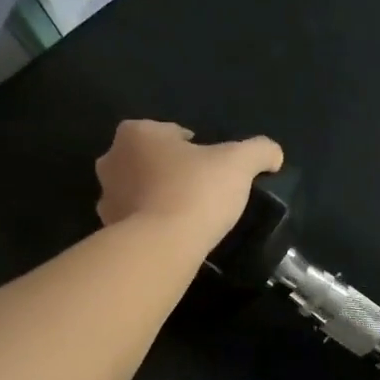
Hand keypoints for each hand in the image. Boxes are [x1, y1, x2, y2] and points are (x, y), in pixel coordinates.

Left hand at [95, 120, 283, 244]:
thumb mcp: (240, 163)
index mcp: (137, 133)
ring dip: (158, 197)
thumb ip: (260, 150)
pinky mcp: (107, 230)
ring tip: (188, 215)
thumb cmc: (197, 191)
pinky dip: (150, 223)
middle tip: (201, 190)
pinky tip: (173, 235)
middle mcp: (112, 159)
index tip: (213, 168)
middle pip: (151, 160)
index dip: (196, 148)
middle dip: (171, 170)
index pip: (172, 133)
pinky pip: (135, 220)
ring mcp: (105, 197)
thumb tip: (274, 155)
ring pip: (139, 190)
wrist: (162, 246)